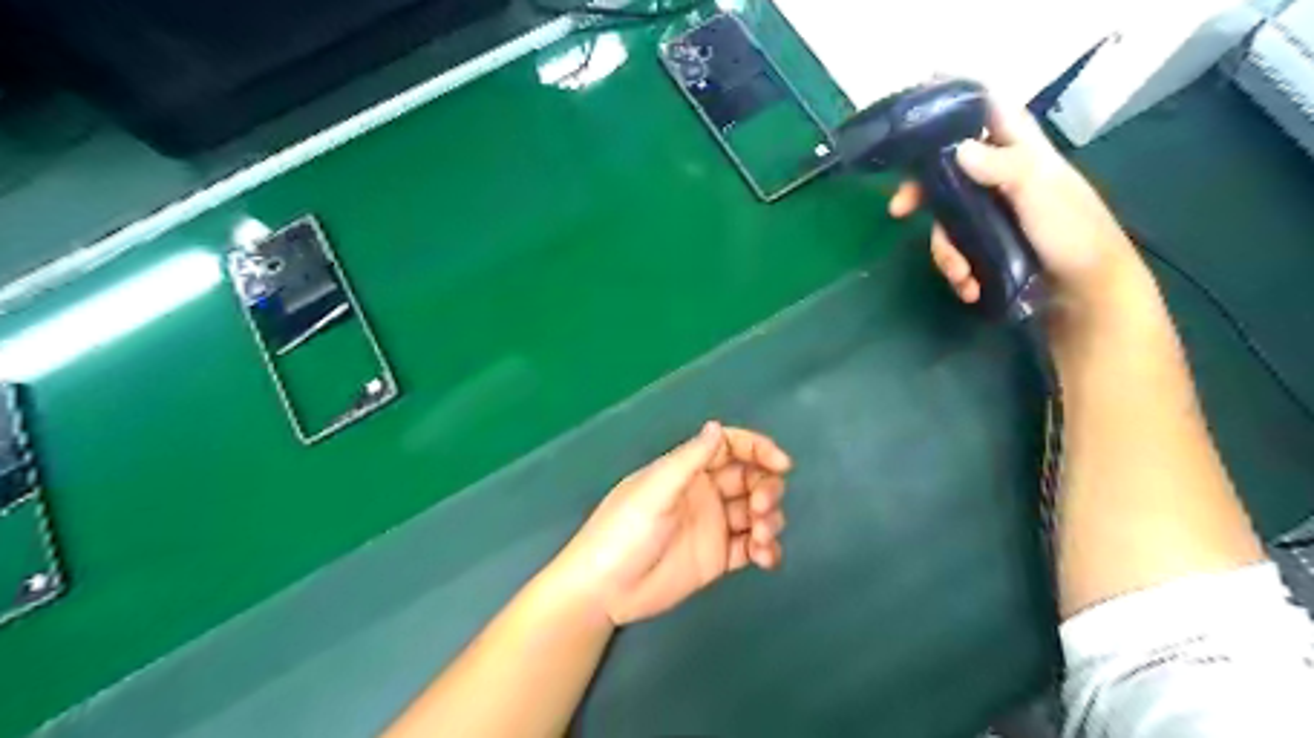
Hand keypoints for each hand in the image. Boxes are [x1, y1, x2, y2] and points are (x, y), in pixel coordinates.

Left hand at [549, 423, 789, 624]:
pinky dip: (766, 549)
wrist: (605, 589)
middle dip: (766, 487)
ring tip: (762, 539)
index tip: (782, 464)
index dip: (758, 449)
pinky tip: (765, 558)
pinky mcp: (718, 557)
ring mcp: (713, 525)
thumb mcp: (655, 491)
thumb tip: (715, 426)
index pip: (730, 447)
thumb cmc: (624, 531)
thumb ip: (689, 460)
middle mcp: (705, 493)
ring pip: (756, 512)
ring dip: (769, 520)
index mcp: (687, 470)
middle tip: (761, 508)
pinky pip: (751, 546)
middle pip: (750, 478)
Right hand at [889, 105, 1146, 311]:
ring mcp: (989, 213)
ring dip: (946, 251)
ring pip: (946, 219)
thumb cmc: (1072, 230)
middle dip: (920, 192)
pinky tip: (969, 288)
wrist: (1088, 290)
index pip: (985, 111)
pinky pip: (956, 250)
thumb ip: (1003, 165)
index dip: (954, 106)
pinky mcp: (985, 245)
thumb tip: (957, 149)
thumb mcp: (1040, 191)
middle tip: (898, 210)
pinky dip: (957, 270)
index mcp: (1019, 150)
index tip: (919, 113)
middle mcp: (999, 176)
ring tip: (961, 276)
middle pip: (947, 171)